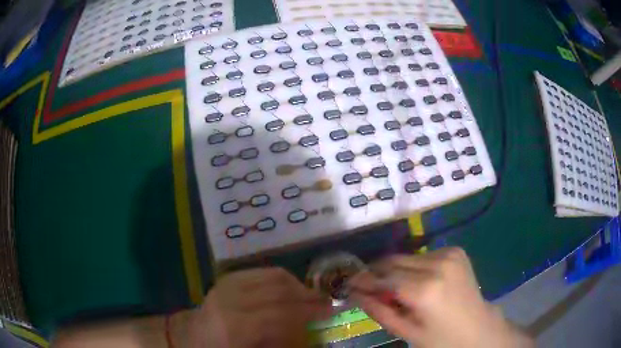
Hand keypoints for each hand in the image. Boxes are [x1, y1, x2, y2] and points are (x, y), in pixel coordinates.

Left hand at [188, 267, 331, 346]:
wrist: (190, 338)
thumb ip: (282, 342)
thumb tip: (312, 334)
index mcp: (234, 326)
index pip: (280, 314)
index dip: (308, 315)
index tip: (330, 315)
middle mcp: (230, 300)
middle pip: (279, 291)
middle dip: (308, 298)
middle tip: (327, 305)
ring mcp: (226, 286)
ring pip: (273, 276)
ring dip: (298, 287)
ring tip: (312, 298)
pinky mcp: (227, 279)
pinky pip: (262, 272)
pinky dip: (282, 279)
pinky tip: (291, 290)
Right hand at [349, 248, 532, 347]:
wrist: (477, 327)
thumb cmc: (441, 338)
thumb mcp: (407, 332)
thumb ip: (379, 311)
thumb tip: (355, 293)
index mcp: (425, 290)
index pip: (383, 278)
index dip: (363, 280)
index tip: (349, 283)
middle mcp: (437, 265)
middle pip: (393, 261)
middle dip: (376, 273)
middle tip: (366, 286)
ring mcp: (449, 254)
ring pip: (407, 257)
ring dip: (395, 270)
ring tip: (393, 288)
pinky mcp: (455, 250)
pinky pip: (423, 255)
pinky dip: (413, 267)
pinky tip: (417, 281)